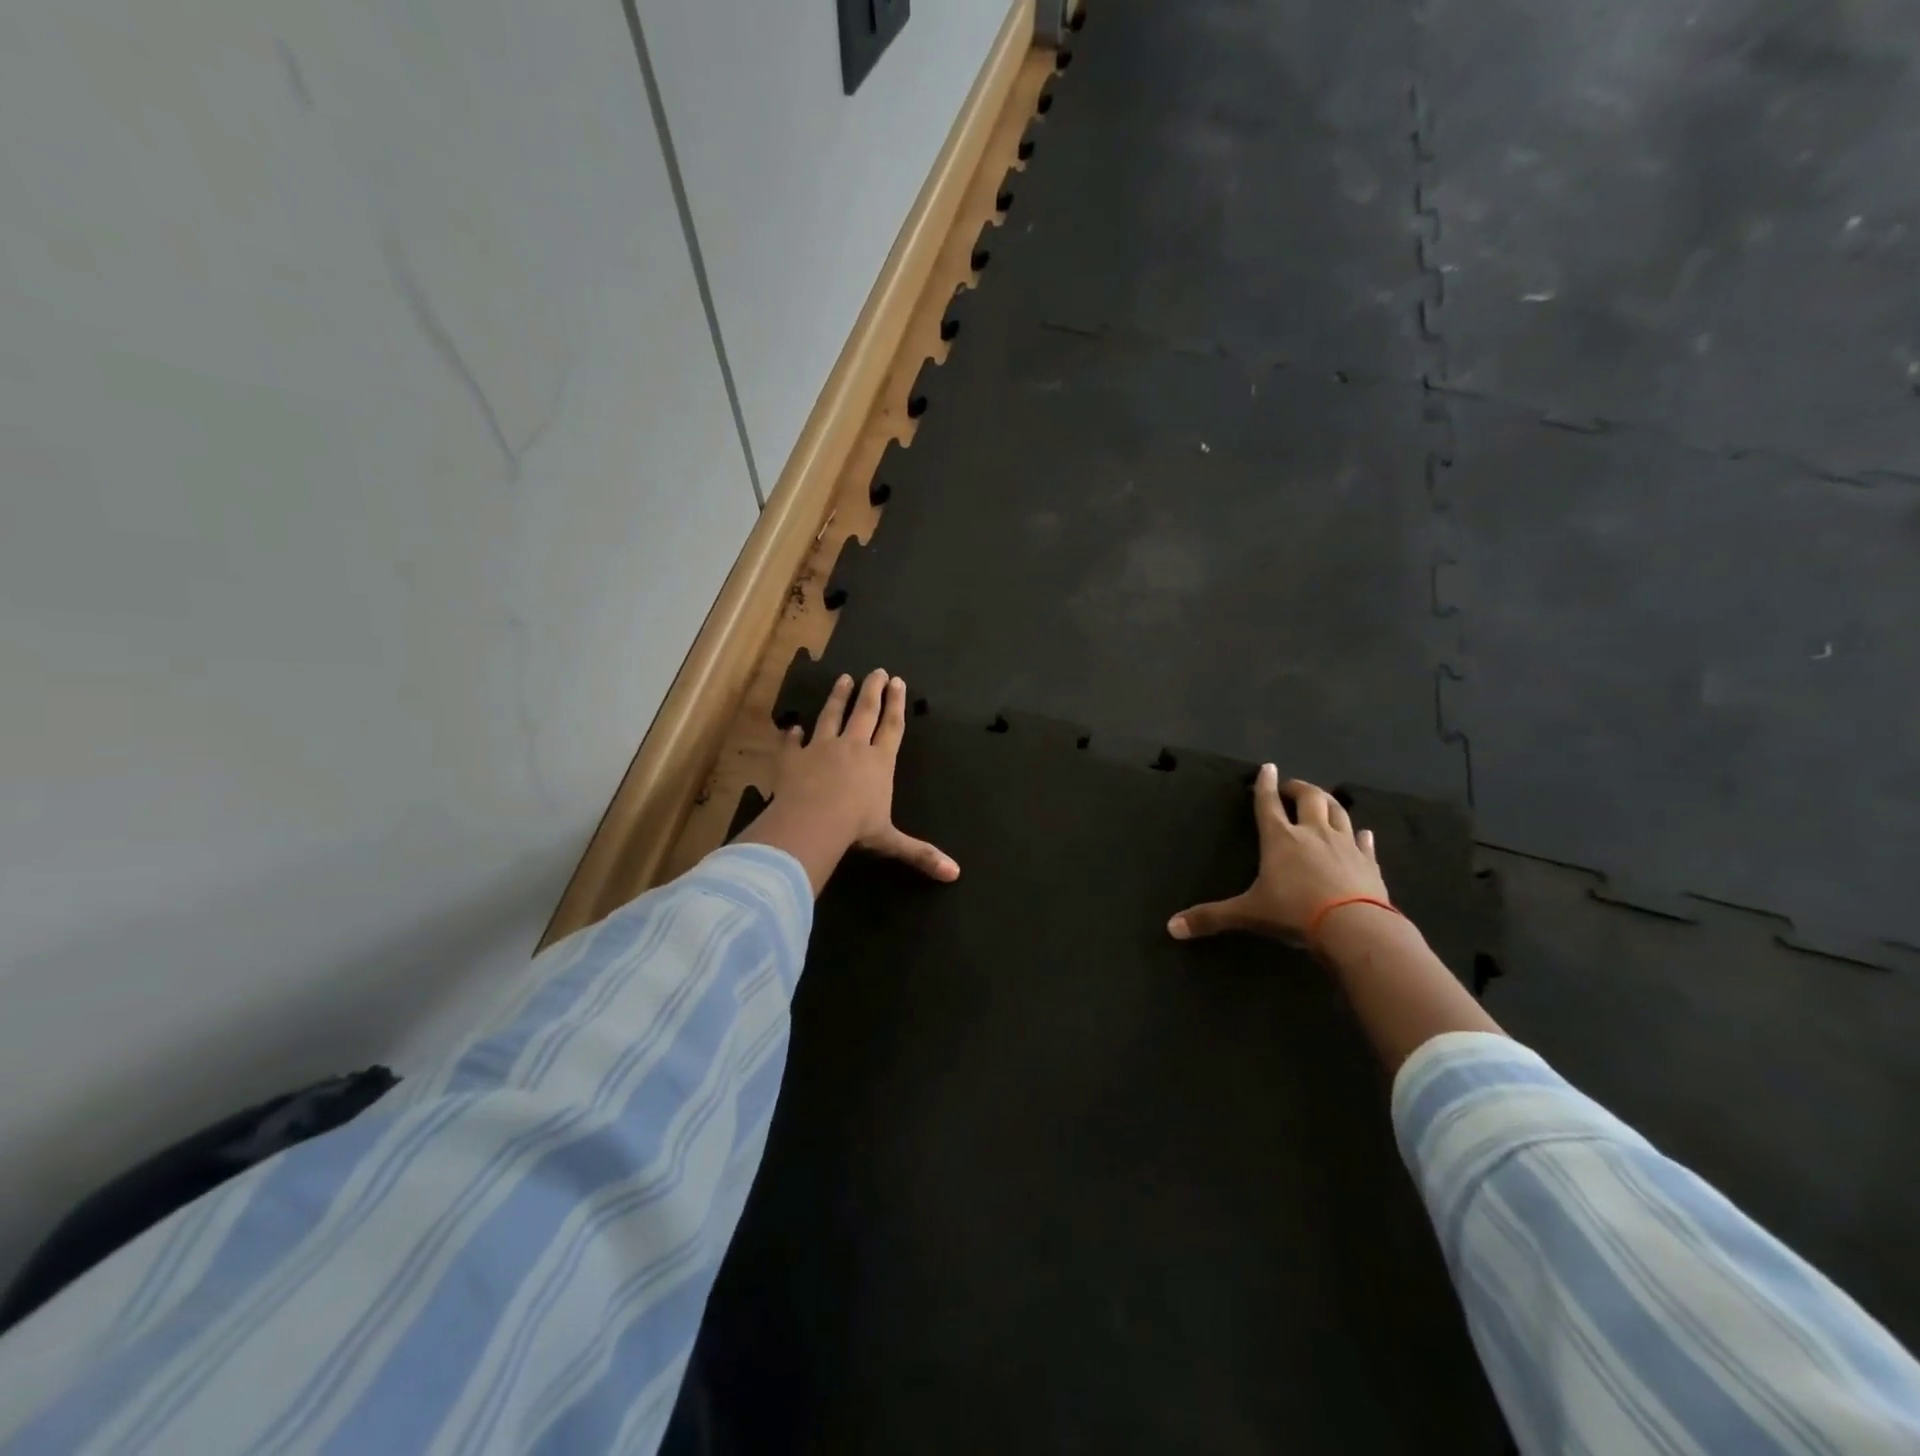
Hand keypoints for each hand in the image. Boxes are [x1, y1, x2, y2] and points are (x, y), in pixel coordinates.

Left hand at [734, 669, 958, 894]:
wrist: (813, 821)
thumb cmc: (856, 828)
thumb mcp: (890, 841)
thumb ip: (920, 853)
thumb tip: (954, 874)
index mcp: (879, 763)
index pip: (892, 727)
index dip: (896, 704)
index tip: (897, 681)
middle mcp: (853, 747)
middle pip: (865, 711)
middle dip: (872, 690)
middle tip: (877, 671)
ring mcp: (821, 748)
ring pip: (831, 716)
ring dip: (838, 697)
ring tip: (843, 679)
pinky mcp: (794, 757)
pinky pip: (792, 742)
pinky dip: (792, 734)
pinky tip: (792, 727)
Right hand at [1167, 766, 1387, 942]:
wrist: (1354, 927)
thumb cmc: (1294, 912)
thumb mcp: (1248, 914)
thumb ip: (1211, 918)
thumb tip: (1171, 927)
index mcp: (1280, 839)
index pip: (1268, 803)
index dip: (1265, 785)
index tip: (1267, 768)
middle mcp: (1313, 833)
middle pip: (1309, 798)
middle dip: (1299, 788)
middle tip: (1291, 788)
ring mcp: (1344, 845)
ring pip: (1338, 811)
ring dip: (1329, 802)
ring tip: (1323, 800)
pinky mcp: (1368, 862)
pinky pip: (1365, 842)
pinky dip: (1360, 834)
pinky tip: (1363, 832)